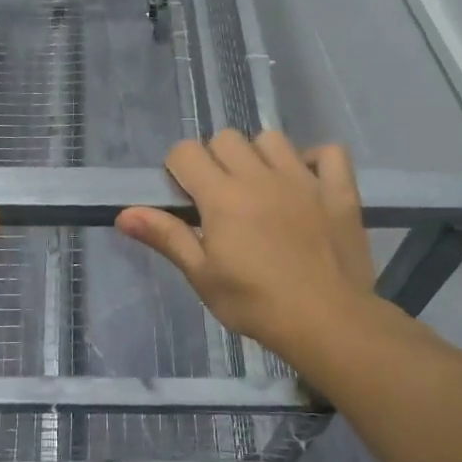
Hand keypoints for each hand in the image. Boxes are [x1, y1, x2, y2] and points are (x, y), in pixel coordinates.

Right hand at [116, 130, 380, 361]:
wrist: (329, 322)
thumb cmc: (256, 304)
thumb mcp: (202, 276)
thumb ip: (166, 237)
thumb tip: (124, 214)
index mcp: (222, 195)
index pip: (186, 152)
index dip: (178, 168)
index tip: (185, 197)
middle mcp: (259, 176)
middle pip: (226, 138)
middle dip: (215, 159)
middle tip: (220, 196)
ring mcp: (303, 179)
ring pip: (272, 138)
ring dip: (260, 155)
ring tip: (261, 187)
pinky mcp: (337, 191)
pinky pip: (330, 153)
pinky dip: (316, 160)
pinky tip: (308, 181)